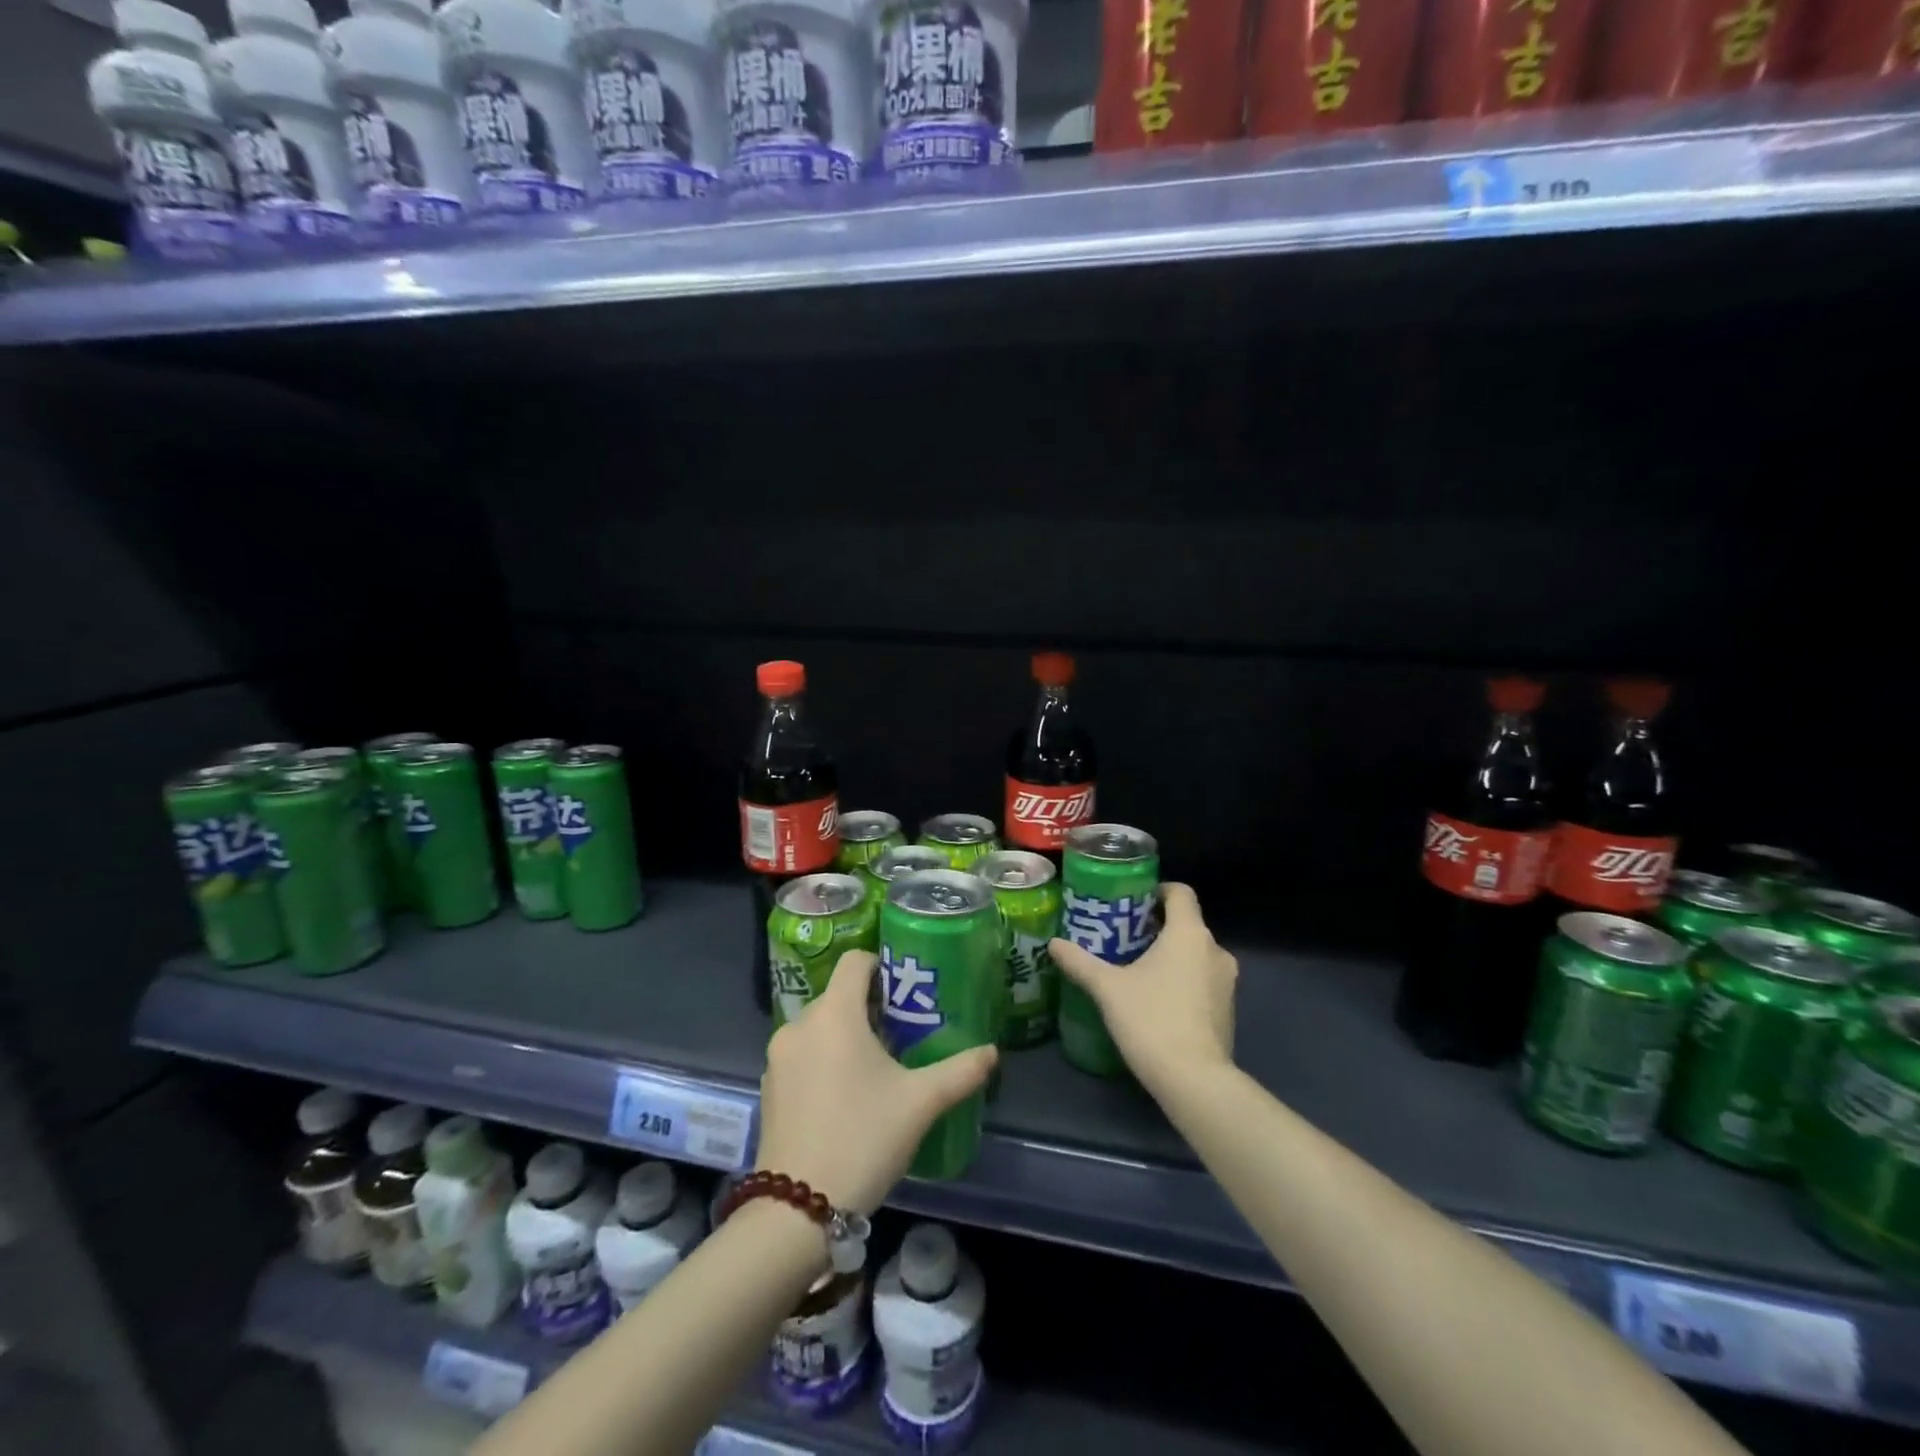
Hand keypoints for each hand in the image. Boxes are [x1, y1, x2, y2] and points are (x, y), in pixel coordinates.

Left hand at [757, 950, 996, 1215]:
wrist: (797, 1210)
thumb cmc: (863, 1138)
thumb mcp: (920, 1103)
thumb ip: (960, 1071)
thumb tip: (993, 1052)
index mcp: (834, 1014)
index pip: (855, 961)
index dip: (883, 966)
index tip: (908, 990)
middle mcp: (799, 1024)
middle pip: (839, 995)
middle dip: (871, 1008)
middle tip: (904, 1034)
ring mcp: (779, 1057)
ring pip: (820, 1027)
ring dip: (848, 1035)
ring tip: (879, 1067)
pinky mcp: (769, 1087)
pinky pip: (803, 1054)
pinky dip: (825, 1059)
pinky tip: (847, 1096)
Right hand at [1049, 882, 1236, 1095]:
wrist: (1195, 1080)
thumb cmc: (1151, 1020)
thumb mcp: (1107, 988)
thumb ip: (1080, 962)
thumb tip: (1054, 943)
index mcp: (1189, 933)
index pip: (1180, 892)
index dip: (1157, 891)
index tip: (1131, 901)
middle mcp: (1215, 949)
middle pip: (1186, 923)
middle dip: (1156, 926)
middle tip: (1123, 937)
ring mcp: (1226, 981)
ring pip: (1196, 953)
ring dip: (1171, 955)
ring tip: (1136, 968)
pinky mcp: (1228, 1009)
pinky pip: (1203, 980)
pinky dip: (1183, 980)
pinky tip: (1156, 1000)